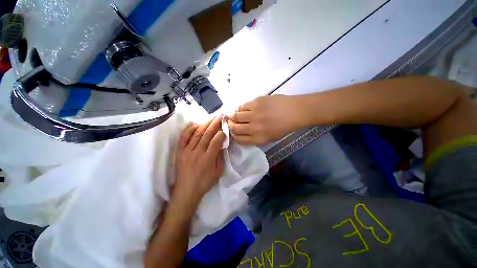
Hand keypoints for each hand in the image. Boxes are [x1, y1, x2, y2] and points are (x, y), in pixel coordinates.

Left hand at [173, 116, 226, 206]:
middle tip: (220, 115)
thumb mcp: (218, 173)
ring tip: (211, 117)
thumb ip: (220, 157)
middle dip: (215, 123)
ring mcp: (187, 151)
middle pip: (207, 134)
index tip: (225, 128)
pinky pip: (184, 137)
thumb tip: (222, 144)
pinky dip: (190, 129)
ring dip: (205, 123)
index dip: (222, 133)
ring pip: (197, 133)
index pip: (216, 141)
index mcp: (208, 159)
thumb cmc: (204, 183)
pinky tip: (196, 123)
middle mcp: (197, 152)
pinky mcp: (179, 151)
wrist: (186, 192)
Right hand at [228, 95, 303, 144]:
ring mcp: (254, 115)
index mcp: (258, 138)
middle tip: (231, 122)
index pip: (238, 139)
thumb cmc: (283, 127)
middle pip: (234, 128)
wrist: (294, 112)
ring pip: (235, 116)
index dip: (233, 135)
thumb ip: (255, 137)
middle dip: (230, 126)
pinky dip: (240, 108)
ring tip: (235, 115)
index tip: (234, 132)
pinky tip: (243, 109)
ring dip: (233, 116)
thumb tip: (243, 132)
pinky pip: (242, 106)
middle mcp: (253, 128)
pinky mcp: (255, 103)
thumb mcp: (270, 138)